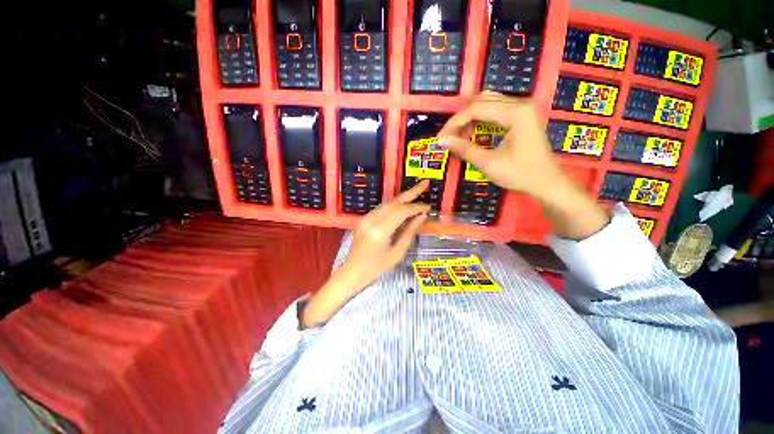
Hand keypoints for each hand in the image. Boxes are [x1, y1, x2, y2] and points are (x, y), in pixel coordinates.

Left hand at [301, 181, 429, 327]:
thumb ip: (410, 233)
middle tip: (425, 183)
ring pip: (387, 203)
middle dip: (411, 192)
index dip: (417, 207)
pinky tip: (404, 204)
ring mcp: (365, 218)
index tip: (428, 207)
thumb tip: (422, 216)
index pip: (402, 211)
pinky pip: (382, 208)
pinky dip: (394, 205)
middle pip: (394, 202)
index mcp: (380, 231)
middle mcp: (371, 220)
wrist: (353, 272)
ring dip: (403, 197)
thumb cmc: (377, 268)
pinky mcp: (364, 219)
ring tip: (417, 192)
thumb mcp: (397, 253)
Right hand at [438, 91, 608, 239]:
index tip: (441, 138)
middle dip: (461, 119)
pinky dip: (479, 121)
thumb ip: (465, 149)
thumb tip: (442, 141)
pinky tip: (472, 135)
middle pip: (481, 101)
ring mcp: (521, 109)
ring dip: (469, 119)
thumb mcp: (489, 163)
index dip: (454, 123)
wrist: (547, 183)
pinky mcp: (520, 117)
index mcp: (516, 112)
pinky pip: (494, 111)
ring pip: (487, 104)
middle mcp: (519, 104)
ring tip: (459, 138)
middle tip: (449, 137)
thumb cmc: (520, 174)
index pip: (476, 108)